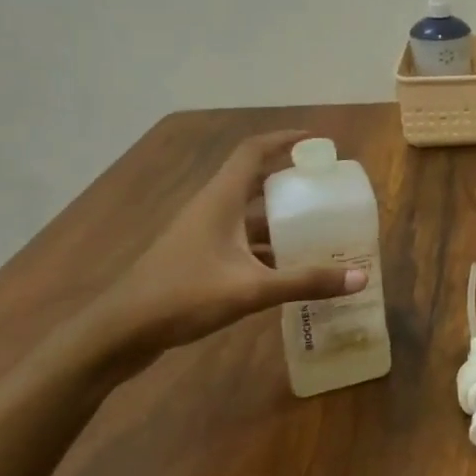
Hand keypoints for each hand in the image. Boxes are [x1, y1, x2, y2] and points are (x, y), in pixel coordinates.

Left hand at [83, 130, 366, 373]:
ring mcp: (201, 235)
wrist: (116, 335)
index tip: (317, 142)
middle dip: (290, 181)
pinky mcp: (196, 260)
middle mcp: (211, 209)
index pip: (254, 151)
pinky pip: (239, 241)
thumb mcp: (250, 289)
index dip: (285, 139)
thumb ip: (305, 282)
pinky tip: (287, 268)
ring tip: (316, 227)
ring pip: (247, 215)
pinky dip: (265, 247)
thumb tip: (359, 276)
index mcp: (220, 199)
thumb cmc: (182, 296)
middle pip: (254, 181)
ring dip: (278, 218)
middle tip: (325, 188)